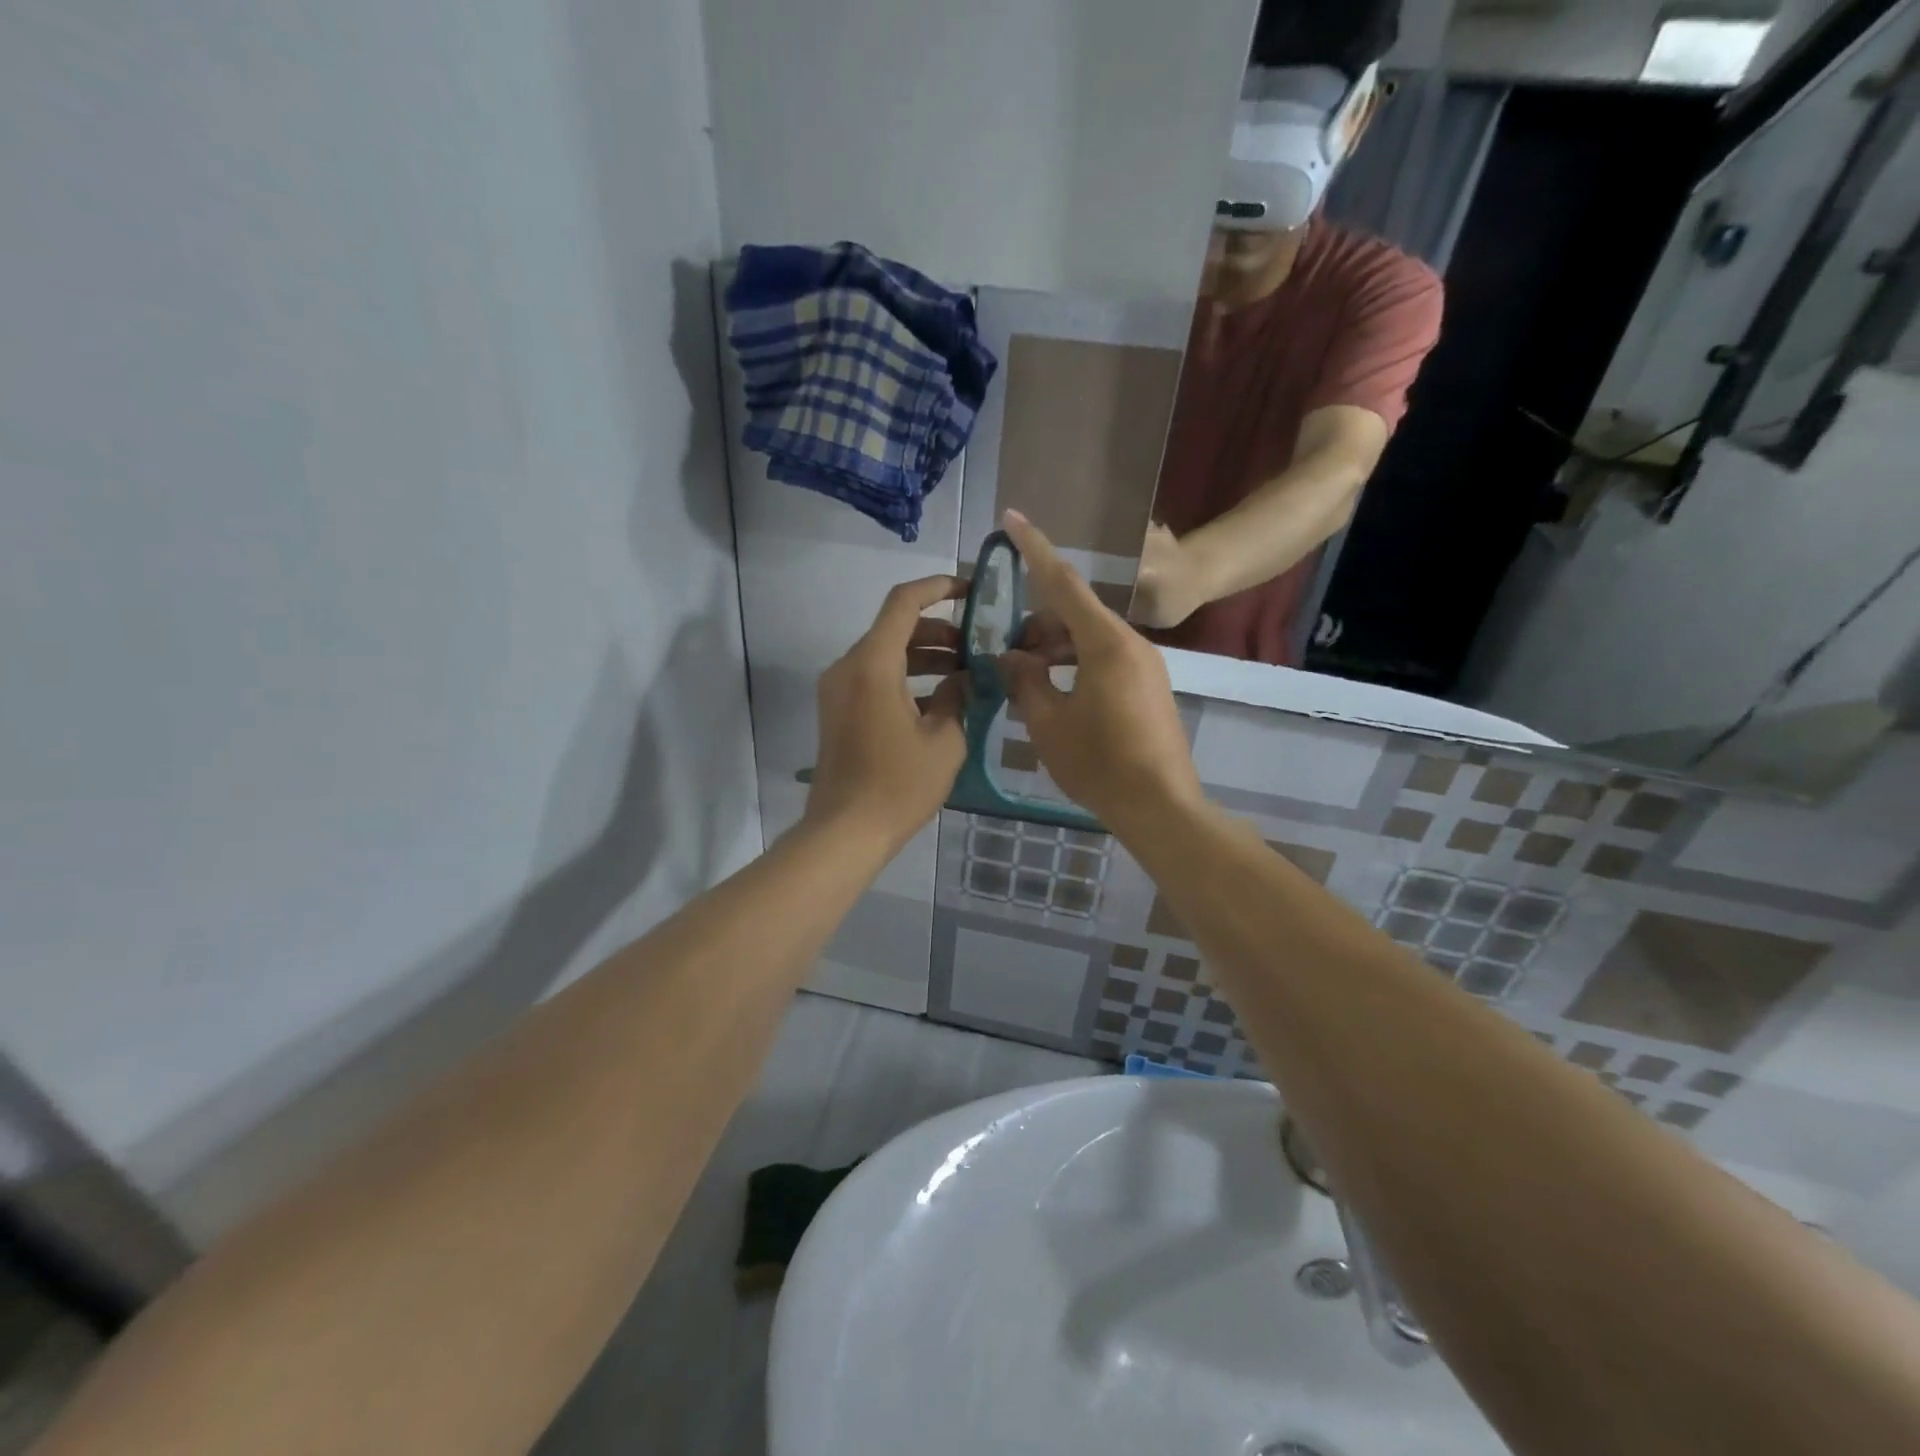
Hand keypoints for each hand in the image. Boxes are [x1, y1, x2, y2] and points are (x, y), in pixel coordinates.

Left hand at [806, 577, 968, 852]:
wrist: (845, 832)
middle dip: (938, 631)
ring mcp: (838, 689)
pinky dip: (904, 678)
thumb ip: (956, 697)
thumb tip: (963, 679)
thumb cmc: (899, 785)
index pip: (904, 602)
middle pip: (894, 628)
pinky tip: (938, 700)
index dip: (938, 587)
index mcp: (873, 664)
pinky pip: (873, 678)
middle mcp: (848, 667)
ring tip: (964, 674)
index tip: (970, 591)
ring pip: (884, 654)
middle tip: (976, 647)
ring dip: (923, 656)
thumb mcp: (944, 740)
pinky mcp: (837, 711)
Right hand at [999, 512, 1202, 828]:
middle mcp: (1131, 644)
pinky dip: (1074, 664)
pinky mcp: (1148, 688)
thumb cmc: (1099, 763)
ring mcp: (1145, 666)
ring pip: (1089, 639)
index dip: (1033, 549)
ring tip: (1024, 676)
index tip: (1011, 517)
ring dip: (1054, 647)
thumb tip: (1010, 658)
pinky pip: (1104, 660)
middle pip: (1076, 613)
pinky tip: (1052, 692)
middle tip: (1004, 650)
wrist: (1160, 807)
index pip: (1062, 582)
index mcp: (1106, 643)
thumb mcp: (1047, 723)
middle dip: (1036, 622)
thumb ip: (1024, 681)